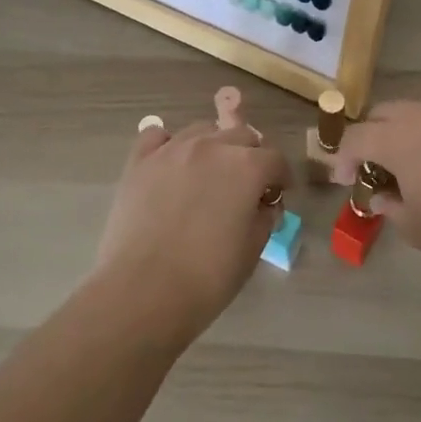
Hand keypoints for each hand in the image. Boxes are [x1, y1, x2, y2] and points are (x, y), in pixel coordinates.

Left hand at [94, 120, 289, 343]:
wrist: (143, 291)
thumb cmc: (207, 277)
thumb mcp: (251, 251)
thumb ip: (263, 218)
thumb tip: (262, 205)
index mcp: (246, 167)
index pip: (274, 159)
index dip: (280, 177)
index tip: (278, 194)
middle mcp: (211, 146)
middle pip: (240, 135)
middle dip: (250, 157)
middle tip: (246, 185)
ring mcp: (172, 149)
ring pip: (202, 130)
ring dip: (213, 147)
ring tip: (208, 174)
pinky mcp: (140, 161)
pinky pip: (157, 135)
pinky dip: (167, 144)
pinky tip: (170, 164)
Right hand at [330, 101, 420, 303]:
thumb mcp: (418, 229)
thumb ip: (391, 207)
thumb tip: (380, 196)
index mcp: (400, 140)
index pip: (357, 137)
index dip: (343, 158)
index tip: (342, 181)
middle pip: (383, 114)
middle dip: (369, 137)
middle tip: (370, 169)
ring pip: (414, 113)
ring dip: (399, 133)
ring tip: (404, 168)